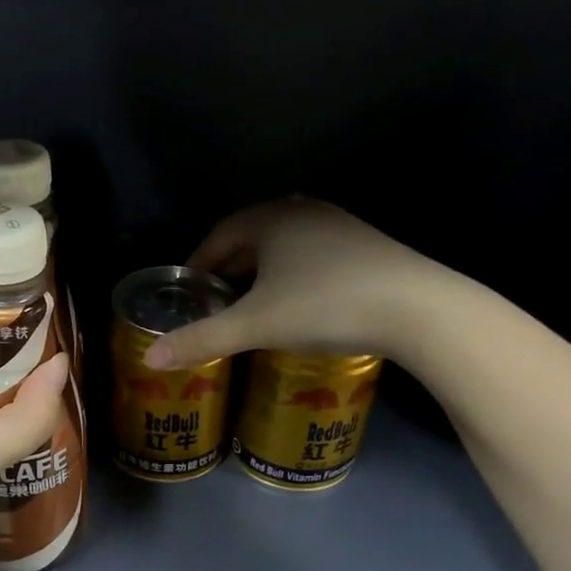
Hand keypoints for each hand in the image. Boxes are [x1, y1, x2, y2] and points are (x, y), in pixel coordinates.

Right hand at [146, 198, 458, 368]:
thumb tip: (150, 358)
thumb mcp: (255, 325)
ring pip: (283, 249)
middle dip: (228, 271)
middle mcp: (303, 212)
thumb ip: (201, 340)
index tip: (187, 294)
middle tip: (215, 306)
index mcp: (270, 218)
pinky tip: (297, 306)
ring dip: (261, 276)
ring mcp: (339, 226)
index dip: (197, 265)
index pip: (218, 235)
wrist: (419, 309)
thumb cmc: (325, 305)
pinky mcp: (366, 247)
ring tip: (252, 309)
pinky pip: (312, 257)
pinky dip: (293, 278)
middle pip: (250, 240)